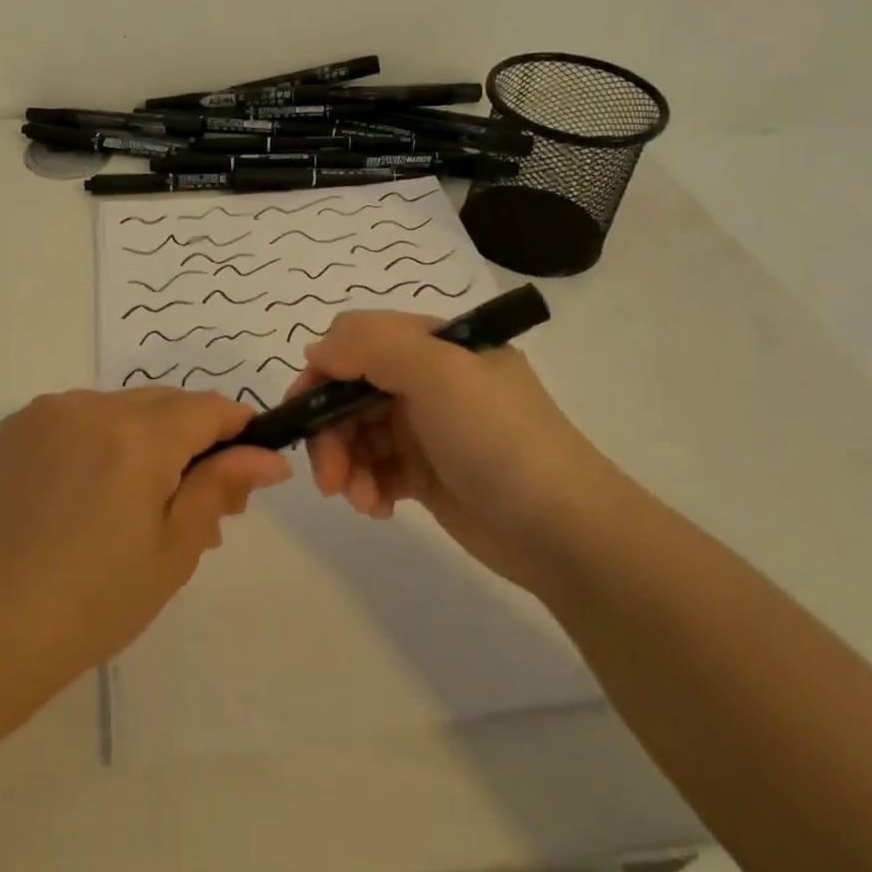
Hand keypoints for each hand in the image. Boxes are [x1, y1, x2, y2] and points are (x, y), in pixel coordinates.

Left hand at [0, 388, 290, 698]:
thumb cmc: (94, 602)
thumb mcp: (173, 549)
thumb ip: (221, 487)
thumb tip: (270, 457)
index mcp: (138, 436)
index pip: (208, 408)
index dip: (237, 428)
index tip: (247, 464)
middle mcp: (93, 406)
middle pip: (165, 404)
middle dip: (191, 439)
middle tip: (194, 501)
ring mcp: (49, 412)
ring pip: (121, 408)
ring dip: (143, 439)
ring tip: (137, 503)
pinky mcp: (16, 426)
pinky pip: (78, 416)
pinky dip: (98, 440)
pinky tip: (86, 493)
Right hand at [286, 311, 602, 592]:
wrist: (565, 532)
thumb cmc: (498, 438)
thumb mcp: (439, 373)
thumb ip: (370, 346)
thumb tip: (316, 349)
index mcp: (436, 344)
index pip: (359, 340)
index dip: (325, 371)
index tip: (305, 410)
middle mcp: (429, 379)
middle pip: (351, 391)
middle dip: (331, 430)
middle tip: (327, 476)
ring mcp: (428, 428)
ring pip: (358, 433)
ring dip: (347, 464)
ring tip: (359, 499)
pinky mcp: (427, 473)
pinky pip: (377, 469)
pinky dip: (368, 486)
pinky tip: (379, 509)